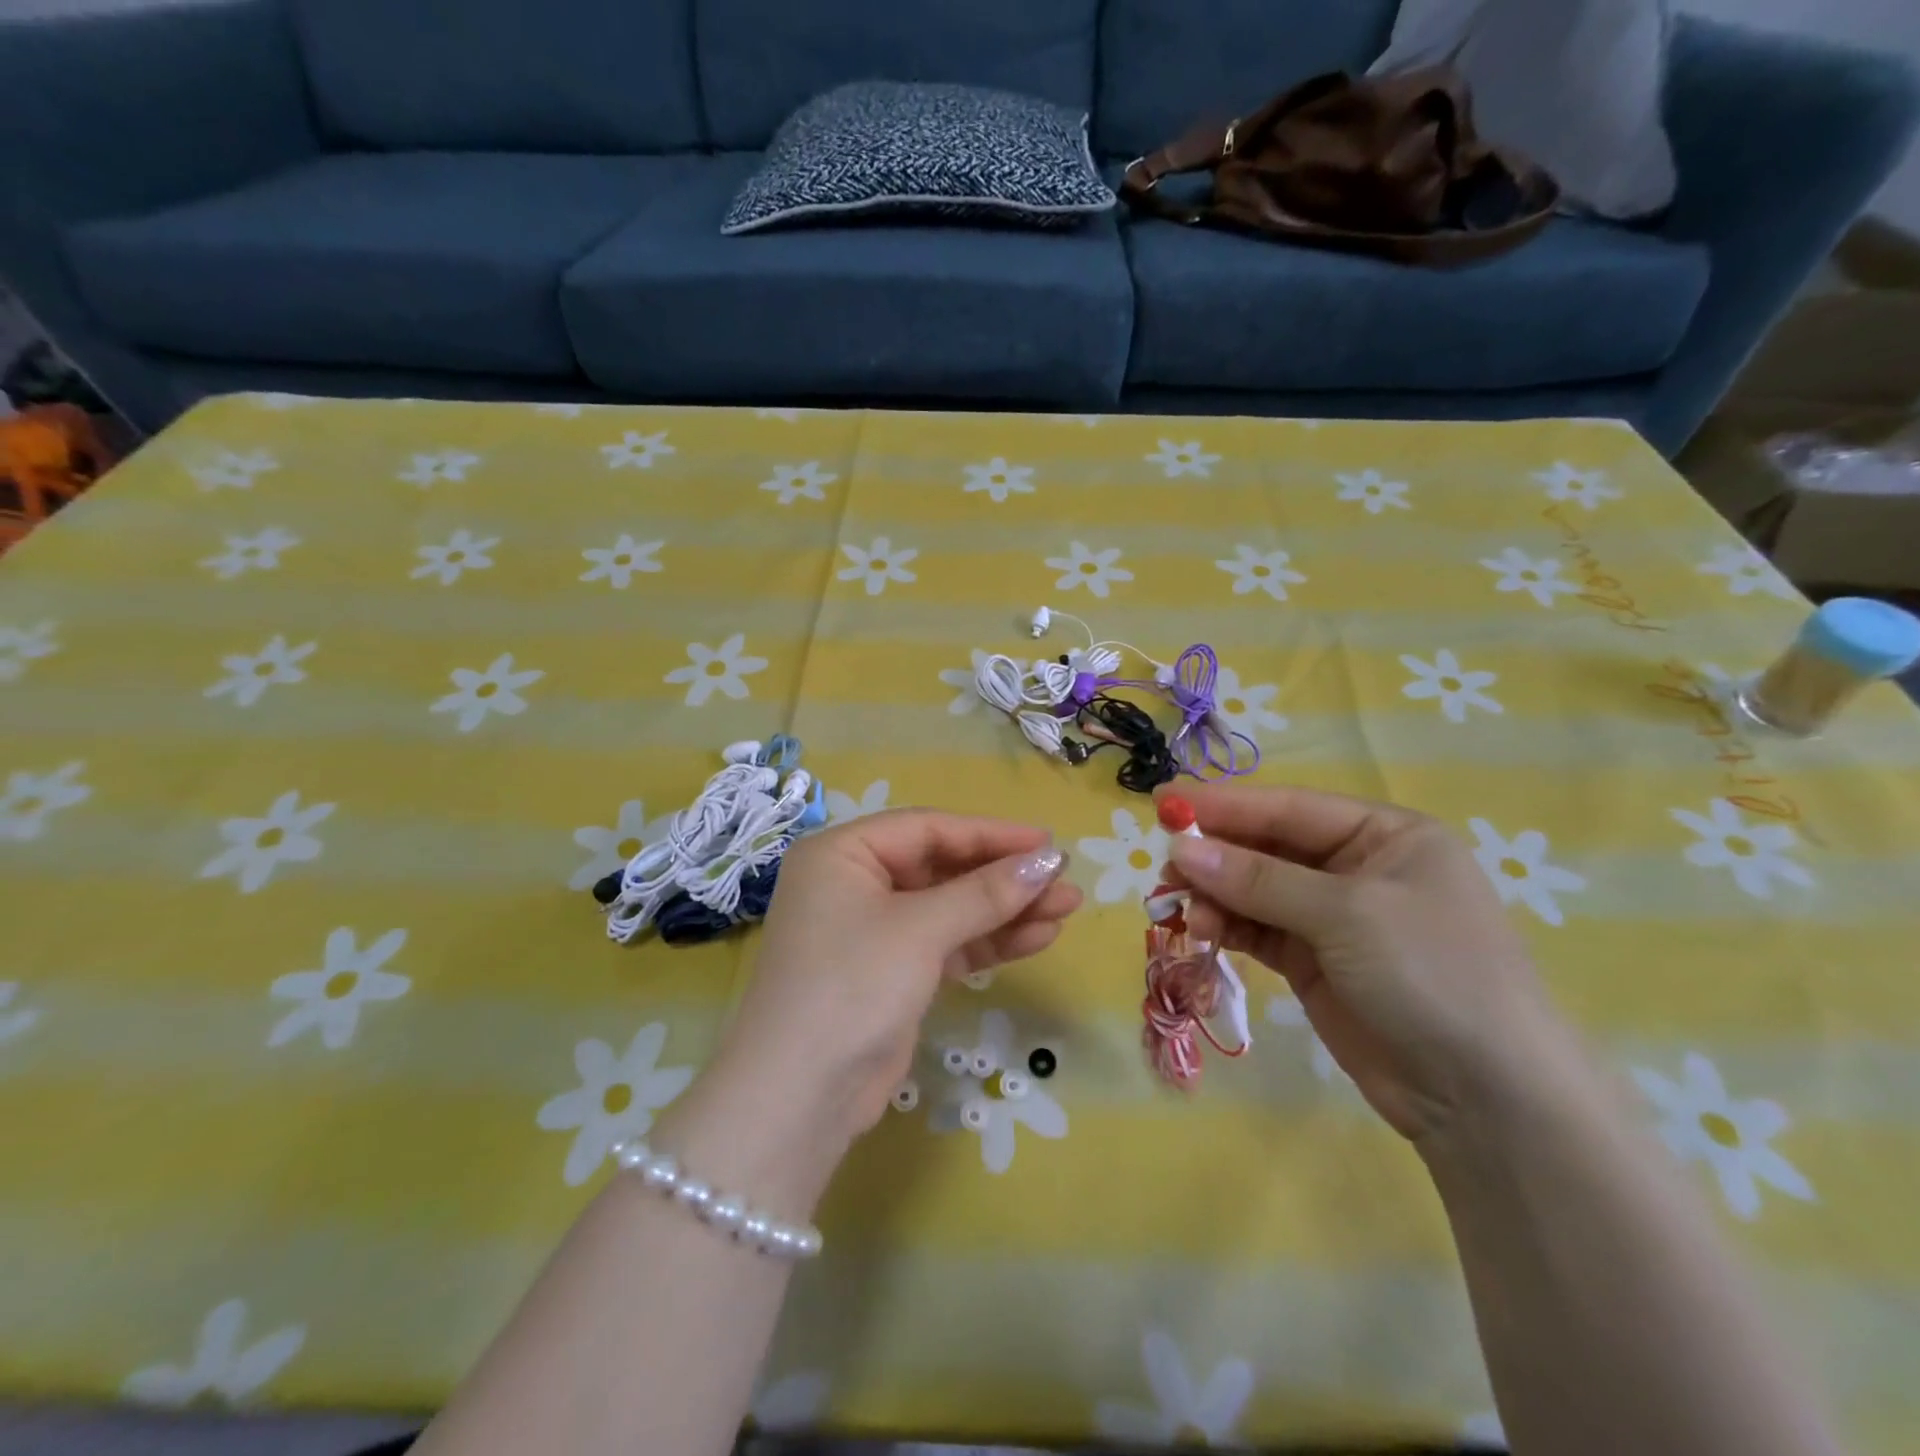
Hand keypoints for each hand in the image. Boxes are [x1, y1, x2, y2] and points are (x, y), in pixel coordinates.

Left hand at [709, 811, 1080, 1146]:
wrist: (799, 1098)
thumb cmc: (852, 986)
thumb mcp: (920, 930)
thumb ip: (986, 892)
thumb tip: (1048, 859)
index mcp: (843, 853)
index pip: (928, 829)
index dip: (991, 835)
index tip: (1048, 843)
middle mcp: (855, 883)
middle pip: (943, 868)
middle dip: (1004, 877)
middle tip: (1065, 880)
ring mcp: (874, 931)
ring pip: (951, 908)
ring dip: (1006, 910)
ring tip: (1067, 908)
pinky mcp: (893, 972)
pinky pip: (947, 943)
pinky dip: (988, 941)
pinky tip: (1038, 937)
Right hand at [1163, 782, 1574, 1143]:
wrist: (1486, 1099)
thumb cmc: (1431, 975)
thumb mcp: (1346, 914)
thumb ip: (1258, 880)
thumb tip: (1181, 849)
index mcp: (1384, 835)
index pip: (1289, 807)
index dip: (1225, 805)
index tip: (1164, 803)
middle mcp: (1357, 868)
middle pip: (1267, 847)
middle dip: (1216, 856)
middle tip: (1165, 869)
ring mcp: (1334, 917)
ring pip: (1255, 890)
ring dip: (1216, 896)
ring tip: (1186, 914)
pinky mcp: (1314, 961)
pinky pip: (1258, 929)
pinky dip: (1228, 926)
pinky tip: (1204, 932)